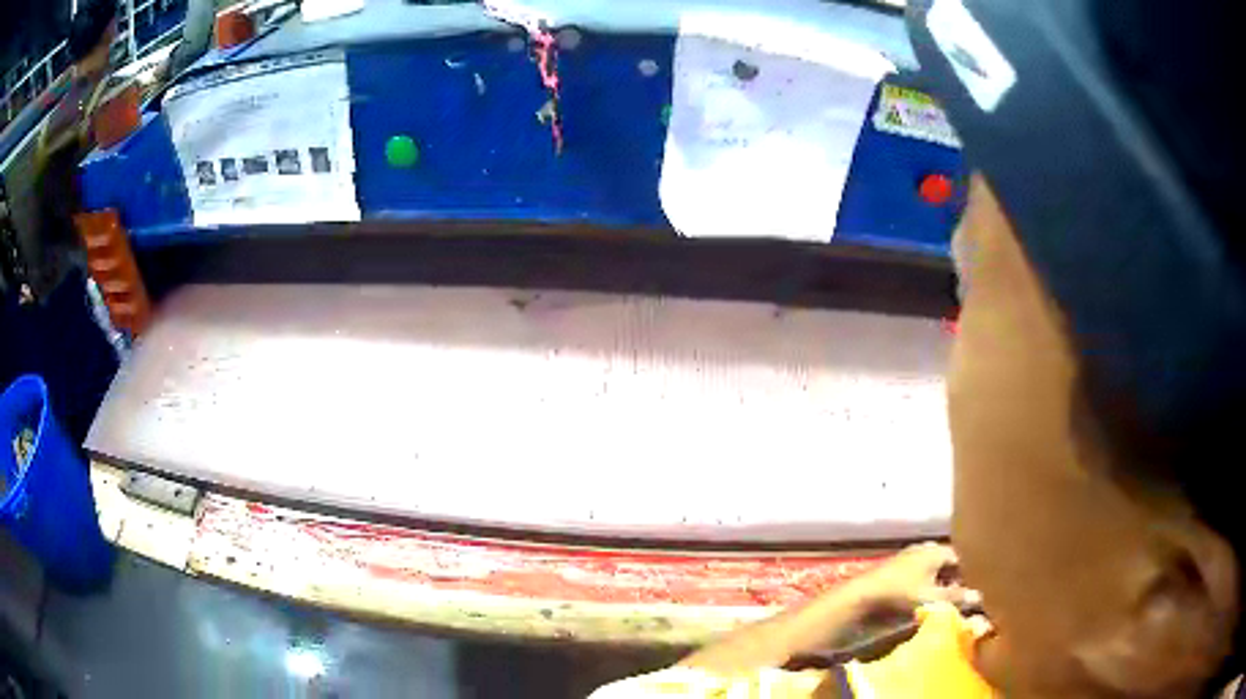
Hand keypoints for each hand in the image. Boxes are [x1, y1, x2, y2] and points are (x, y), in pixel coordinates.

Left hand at [849, 542, 978, 611]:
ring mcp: (908, 556)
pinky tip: (924, 598)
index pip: (962, 556)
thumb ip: (955, 597)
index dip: (970, 572)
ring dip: (940, 582)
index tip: (977, 587)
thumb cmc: (899, 594)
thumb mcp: (931, 598)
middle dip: (955, 577)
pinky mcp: (895, 568)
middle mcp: (924, 548)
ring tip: (945, 599)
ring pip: (933, 568)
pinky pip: (919, 573)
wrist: (860, 595)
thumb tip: (979, 597)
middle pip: (947, 562)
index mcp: (936, 550)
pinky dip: (925, 583)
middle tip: (962, 595)